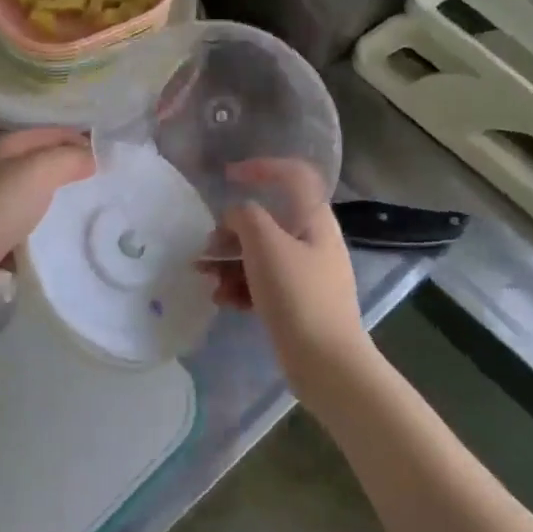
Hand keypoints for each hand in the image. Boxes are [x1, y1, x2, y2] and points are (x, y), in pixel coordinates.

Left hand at [0, 129, 94, 287]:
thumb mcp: (40, 172)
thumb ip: (69, 158)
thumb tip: (92, 157)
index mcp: (6, 144)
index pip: (53, 132)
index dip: (82, 140)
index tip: (110, 160)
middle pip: (42, 160)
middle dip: (70, 169)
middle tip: (102, 185)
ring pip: (33, 189)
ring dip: (56, 198)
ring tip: (84, 210)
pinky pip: (23, 218)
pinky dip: (41, 223)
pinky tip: (56, 235)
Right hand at [198, 160, 366, 389]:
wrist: (327, 364)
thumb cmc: (297, 295)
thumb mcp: (265, 245)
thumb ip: (245, 217)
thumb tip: (236, 217)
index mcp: (314, 220)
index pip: (294, 175)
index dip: (261, 167)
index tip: (227, 177)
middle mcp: (313, 242)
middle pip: (268, 220)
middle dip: (232, 231)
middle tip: (207, 246)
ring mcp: (307, 275)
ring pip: (261, 254)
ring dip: (230, 261)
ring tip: (206, 277)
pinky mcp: (298, 304)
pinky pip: (264, 283)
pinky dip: (242, 286)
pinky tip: (223, 300)